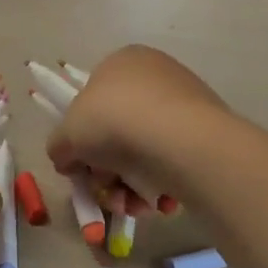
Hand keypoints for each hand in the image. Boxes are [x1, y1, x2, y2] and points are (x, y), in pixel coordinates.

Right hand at [44, 46, 232, 211]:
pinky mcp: (207, 131)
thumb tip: (68, 160)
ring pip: (145, 151)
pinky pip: (173, 161)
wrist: (178, 141)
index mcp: (121, 62)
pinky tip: (158, 202)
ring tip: (131, 204)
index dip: (82, 138)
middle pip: (118, 131)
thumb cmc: (113, 123)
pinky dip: (161, 184)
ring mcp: (185, 102)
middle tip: (106, 190)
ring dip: (130, 185)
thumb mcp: (66, 135)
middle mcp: (155, 75)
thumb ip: (59, 147)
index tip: (82, 167)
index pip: (92, 100)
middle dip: (107, 170)